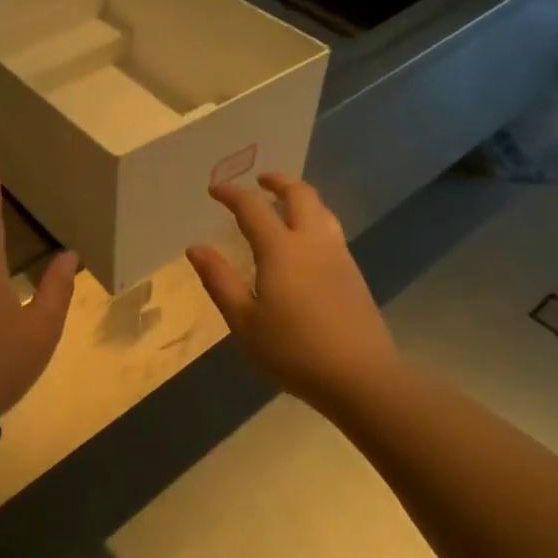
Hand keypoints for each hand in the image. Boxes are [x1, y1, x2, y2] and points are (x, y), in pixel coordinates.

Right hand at [186, 173, 396, 412]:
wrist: (361, 376)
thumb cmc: (293, 350)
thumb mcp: (244, 321)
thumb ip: (219, 280)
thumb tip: (195, 248)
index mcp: (280, 249)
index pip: (252, 208)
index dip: (231, 194)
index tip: (214, 190)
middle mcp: (312, 241)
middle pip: (299, 194)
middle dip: (277, 181)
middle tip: (260, 181)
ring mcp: (338, 255)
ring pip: (321, 209)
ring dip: (300, 197)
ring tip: (283, 204)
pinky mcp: (353, 273)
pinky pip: (331, 229)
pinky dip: (313, 219)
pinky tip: (304, 242)